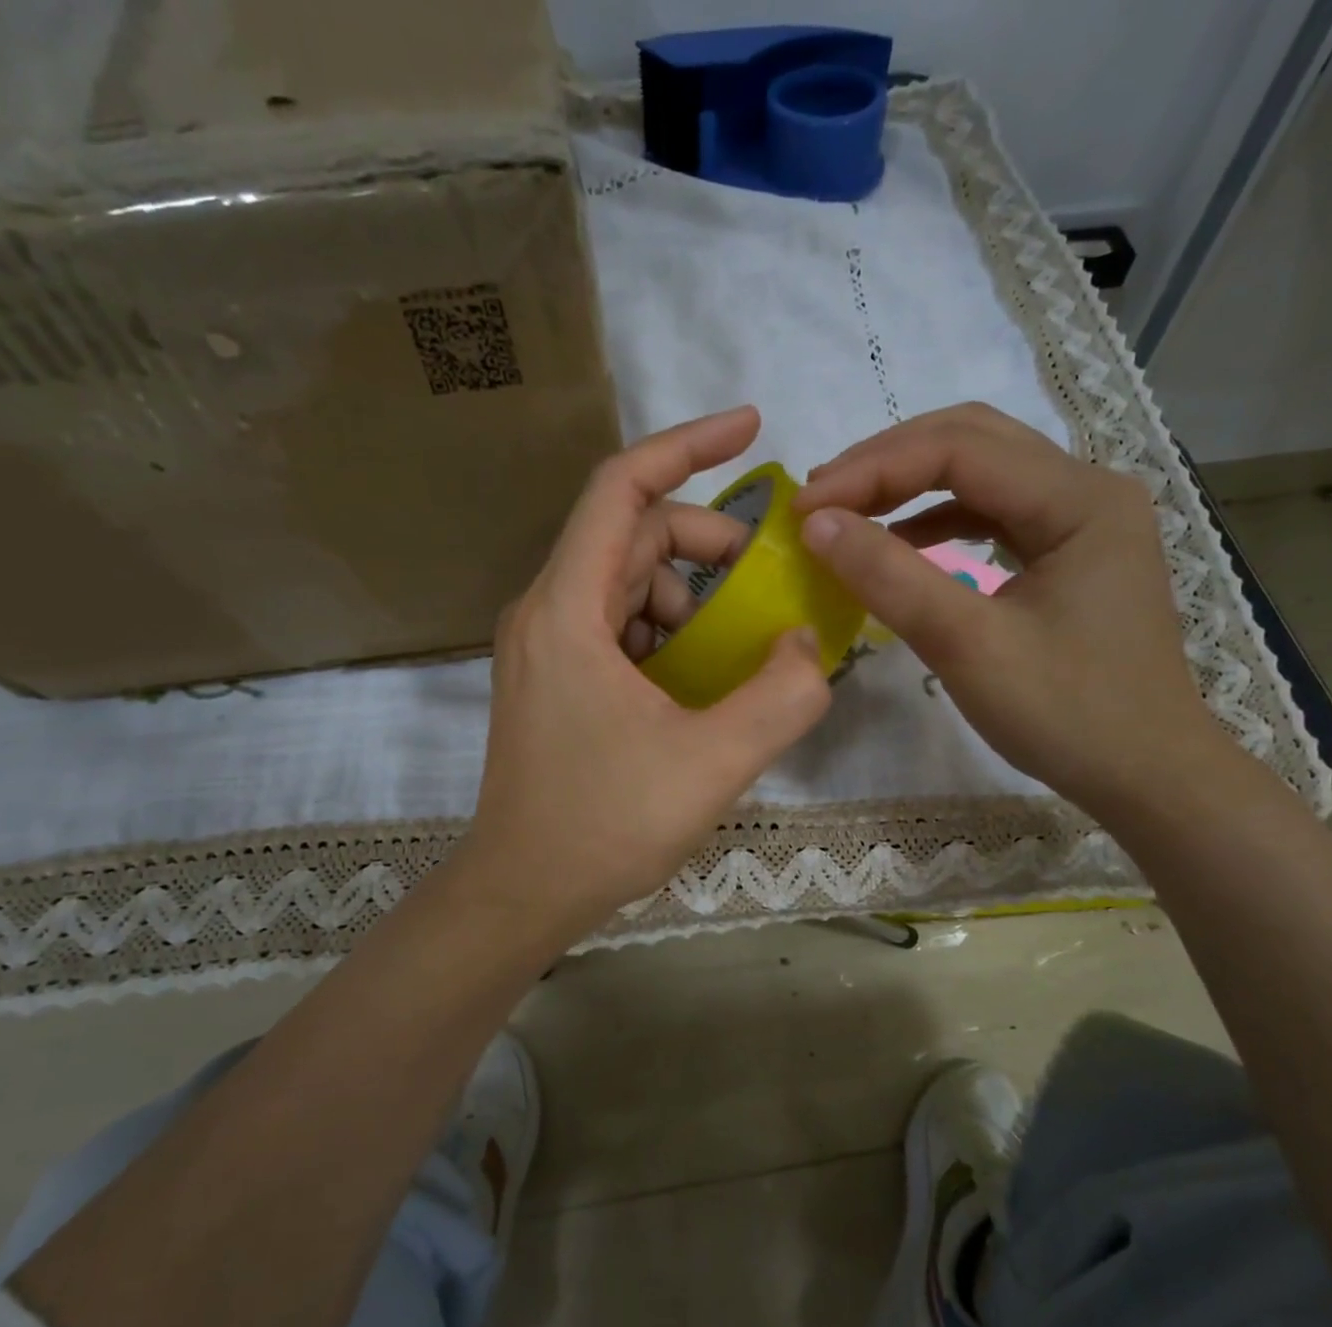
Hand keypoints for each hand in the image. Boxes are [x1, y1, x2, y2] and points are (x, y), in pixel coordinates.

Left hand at [462, 407, 832, 935]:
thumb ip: (781, 697)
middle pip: (631, 535)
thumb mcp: (713, 762)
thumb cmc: (604, 825)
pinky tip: (696, 678)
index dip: (688, 446)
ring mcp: (545, 648)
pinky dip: (664, 632)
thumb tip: (810, 644)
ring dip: (688, 595)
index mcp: (567, 610)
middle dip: (706, 542)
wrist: (521, 892)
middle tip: (765, 580)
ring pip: (625, 582)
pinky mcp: (553, 680)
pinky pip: (615, 626)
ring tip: (732, 646)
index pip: (622, 489)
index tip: (752, 428)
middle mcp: (545, 612)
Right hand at [794, 403, 1226, 815]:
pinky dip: (937, 521)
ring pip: (981, 474)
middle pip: (972, 442)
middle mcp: (1087, 489)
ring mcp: (1081, 520)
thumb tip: (816, 524)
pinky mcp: (1068, 553)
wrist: (1145, 775)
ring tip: (846, 512)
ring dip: (909, 486)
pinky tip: (898, 544)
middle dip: (887, 463)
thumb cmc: (1067, 715)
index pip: (959, 449)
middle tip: (820, 499)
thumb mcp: (968, 646)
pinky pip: (992, 515)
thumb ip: (891, 577)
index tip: (805, 508)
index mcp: (1080, 498)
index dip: (872, 469)